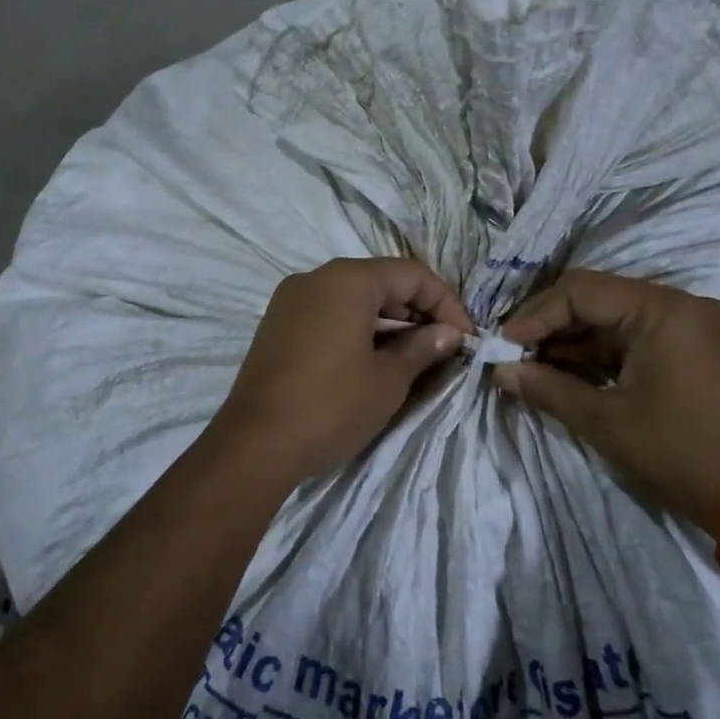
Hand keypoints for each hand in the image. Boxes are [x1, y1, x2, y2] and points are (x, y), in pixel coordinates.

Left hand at [206, 258, 474, 486]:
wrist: (254, 444)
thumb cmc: (331, 406)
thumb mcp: (388, 379)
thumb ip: (422, 348)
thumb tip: (448, 333)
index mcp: (347, 280)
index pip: (412, 274)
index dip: (446, 303)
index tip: (465, 338)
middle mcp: (316, 278)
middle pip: (381, 281)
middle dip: (417, 310)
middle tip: (443, 347)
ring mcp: (291, 300)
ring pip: (353, 297)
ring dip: (389, 320)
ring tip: (414, 355)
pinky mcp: (277, 324)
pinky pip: (328, 312)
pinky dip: (357, 327)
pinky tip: (373, 358)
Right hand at [494, 270, 719, 536]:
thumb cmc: (679, 454)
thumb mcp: (604, 422)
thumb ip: (547, 388)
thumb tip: (499, 372)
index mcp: (665, 310)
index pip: (582, 290)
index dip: (536, 314)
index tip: (503, 344)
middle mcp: (683, 304)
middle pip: (600, 297)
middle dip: (552, 325)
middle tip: (515, 354)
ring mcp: (695, 325)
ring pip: (617, 316)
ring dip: (575, 340)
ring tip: (535, 367)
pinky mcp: (699, 348)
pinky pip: (639, 335)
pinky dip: (603, 352)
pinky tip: (571, 372)